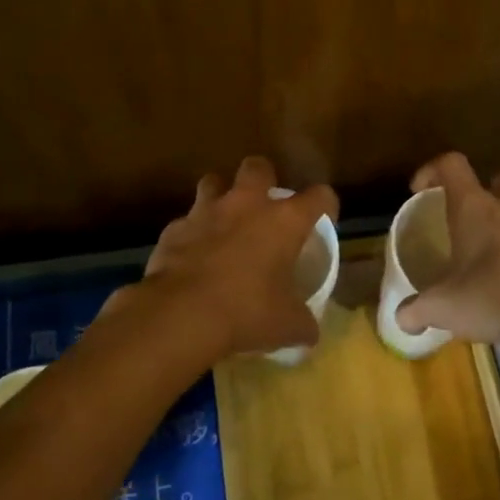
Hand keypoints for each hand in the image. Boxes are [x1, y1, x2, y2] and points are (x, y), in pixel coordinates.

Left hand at [136, 157, 338, 360]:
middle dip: (263, 179)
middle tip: (264, 205)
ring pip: (213, 182)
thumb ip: (303, 322)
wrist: (181, 314)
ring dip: (220, 196)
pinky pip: (186, 221)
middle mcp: (246, 205)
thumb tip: (309, 332)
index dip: (325, 204)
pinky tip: (192, 255)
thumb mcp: (287, 325)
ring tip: (224, 221)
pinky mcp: (174, 228)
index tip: (324, 217)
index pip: (319, 196)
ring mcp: (206, 212)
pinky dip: (191, 233)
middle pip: (258, 167)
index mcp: (283, 221)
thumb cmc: (246, 312)